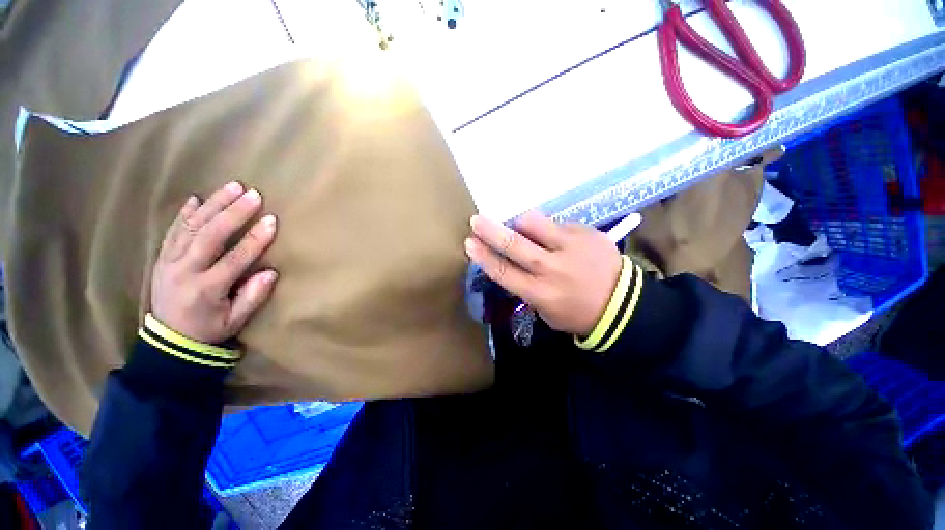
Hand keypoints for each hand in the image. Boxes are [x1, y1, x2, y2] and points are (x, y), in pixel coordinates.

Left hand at [150, 182, 278, 343]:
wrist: (168, 338)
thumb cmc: (209, 328)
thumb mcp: (236, 320)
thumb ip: (253, 297)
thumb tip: (270, 272)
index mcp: (206, 289)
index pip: (234, 259)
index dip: (255, 239)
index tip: (272, 220)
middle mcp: (184, 271)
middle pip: (210, 236)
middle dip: (233, 213)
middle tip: (253, 194)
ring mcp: (169, 261)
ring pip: (191, 227)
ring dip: (213, 205)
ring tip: (232, 187)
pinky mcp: (162, 257)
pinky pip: (173, 230)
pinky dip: (185, 213)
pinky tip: (197, 199)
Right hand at [465, 211, 621, 335]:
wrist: (622, 305)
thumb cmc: (576, 312)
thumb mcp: (545, 310)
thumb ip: (526, 286)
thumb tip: (511, 262)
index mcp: (540, 293)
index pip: (504, 272)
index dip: (484, 257)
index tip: (470, 243)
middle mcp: (552, 269)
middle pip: (514, 245)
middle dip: (491, 232)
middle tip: (476, 221)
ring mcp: (571, 247)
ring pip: (535, 224)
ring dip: (522, 224)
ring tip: (522, 228)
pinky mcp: (586, 233)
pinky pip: (557, 223)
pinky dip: (549, 229)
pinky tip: (558, 239)